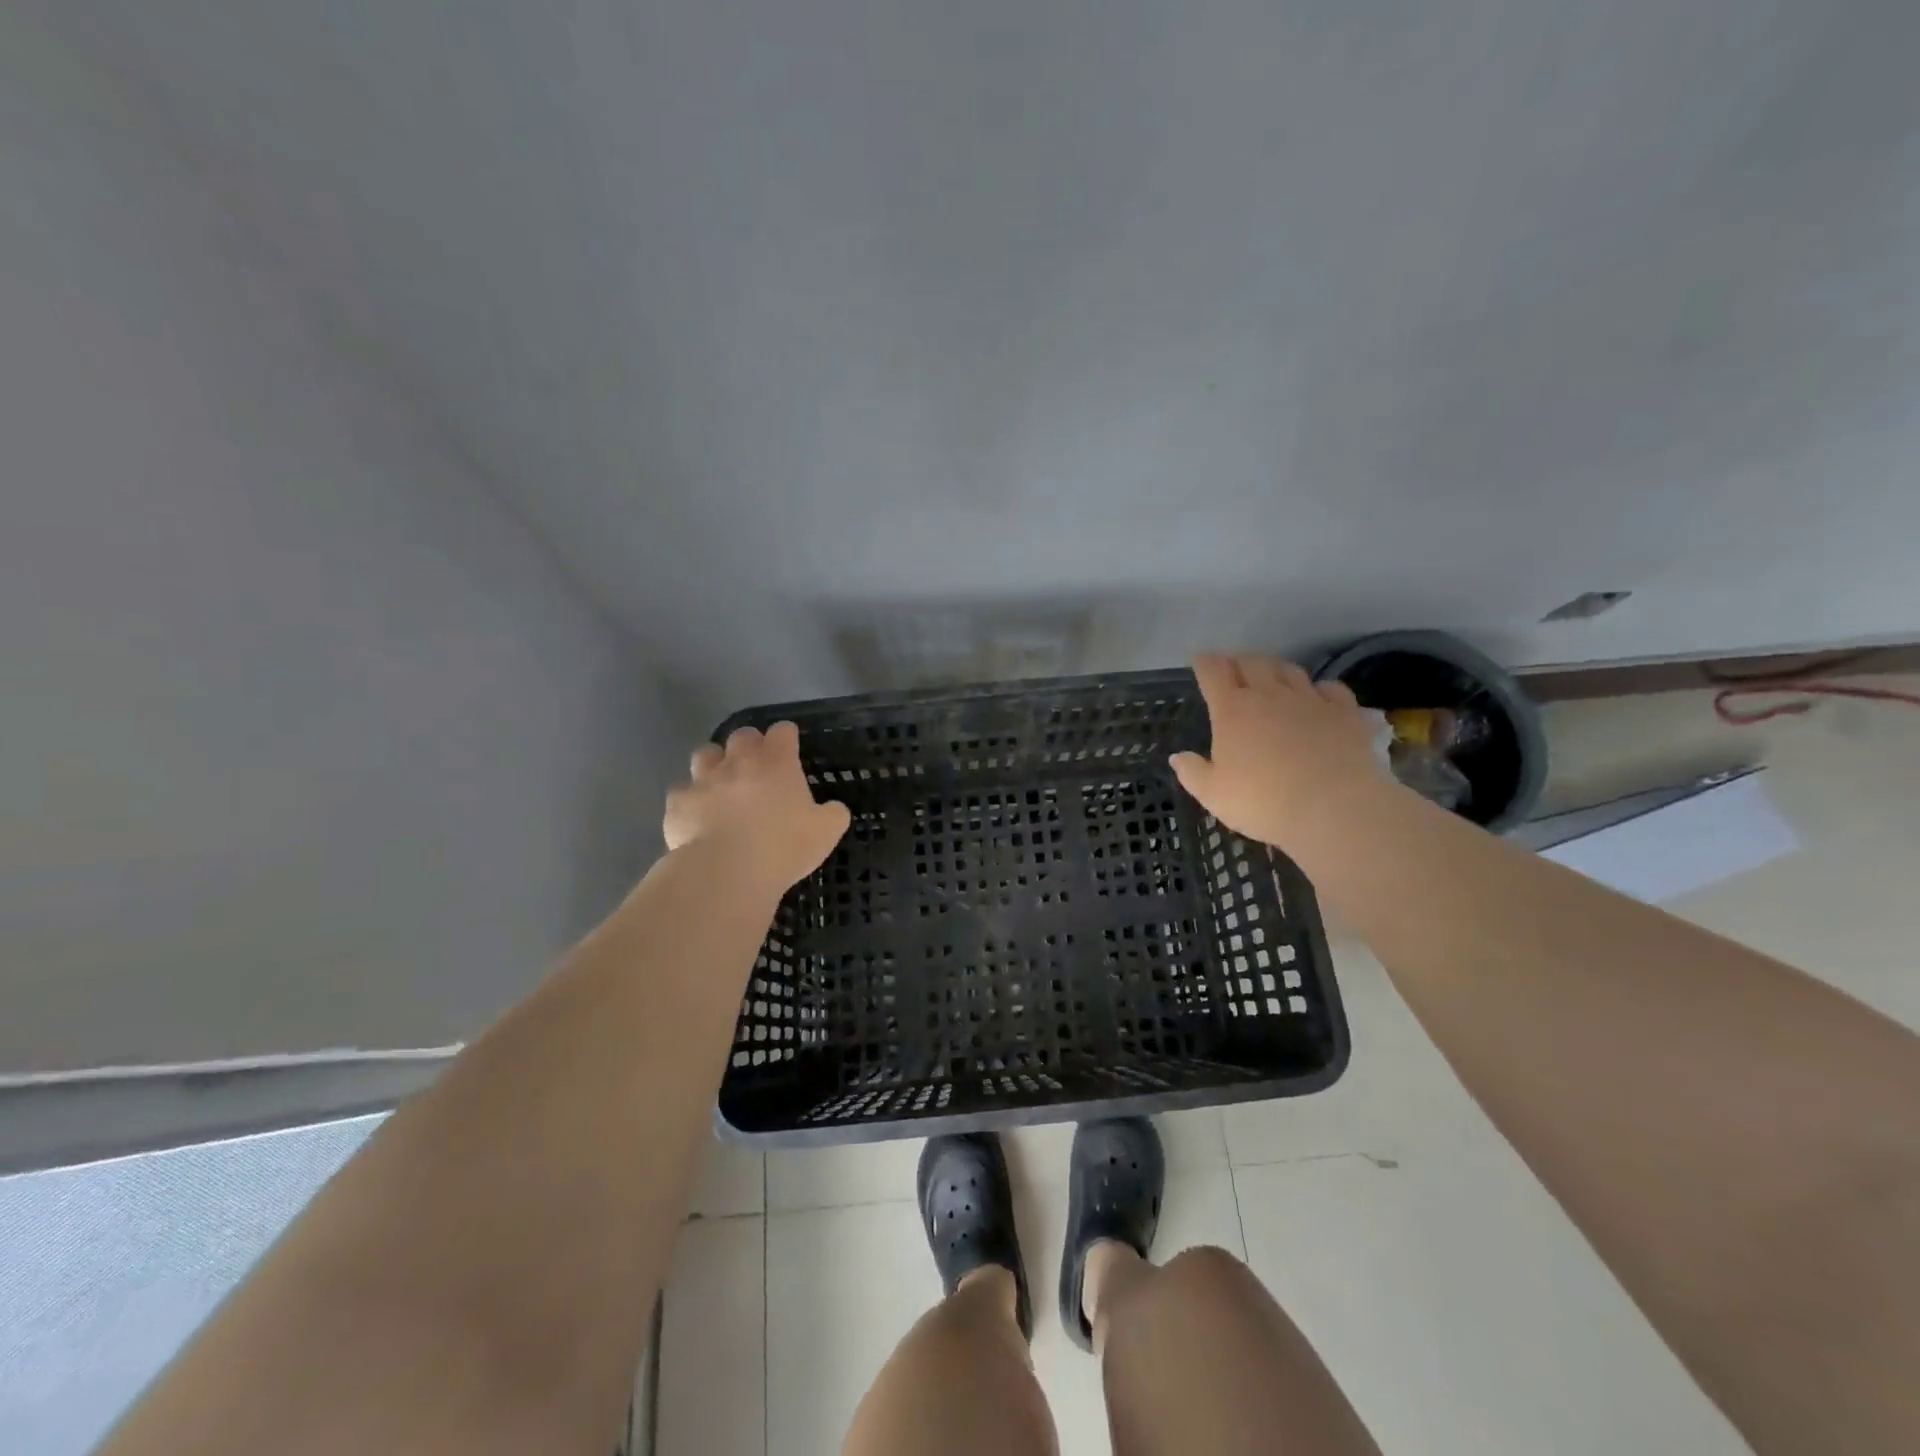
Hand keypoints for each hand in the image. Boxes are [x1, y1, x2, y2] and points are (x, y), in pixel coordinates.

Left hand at [664, 722, 850, 895]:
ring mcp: (704, 779)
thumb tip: (833, 808)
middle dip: (749, 745)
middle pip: (741, 735)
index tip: (790, 748)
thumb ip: (833, 813)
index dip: (786, 737)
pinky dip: (690, 799)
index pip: (783, 731)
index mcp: (777, 762)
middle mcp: (738, 761)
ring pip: (705, 754)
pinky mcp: (678, 802)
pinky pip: (682, 791)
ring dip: (714, 763)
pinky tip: (696, 815)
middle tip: (757, 767)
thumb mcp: (826, 832)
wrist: (726, 871)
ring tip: (721, 783)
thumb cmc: (783, 847)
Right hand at [1170, 655, 1384, 850]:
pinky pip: (1330, 687)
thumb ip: (1192, 772)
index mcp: (1232, 710)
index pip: (1213, 671)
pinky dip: (1319, 688)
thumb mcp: (1213, 795)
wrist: (1333, 809)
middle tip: (1233, 669)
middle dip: (1239, 661)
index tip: (1200, 661)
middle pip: (1252, 662)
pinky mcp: (1344, 712)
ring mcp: (1310, 700)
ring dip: (1275, 669)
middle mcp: (1269, 695)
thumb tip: (1177, 757)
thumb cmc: (1263, 802)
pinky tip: (1317, 697)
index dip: (1204, 662)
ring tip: (1271, 678)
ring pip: (1289, 669)